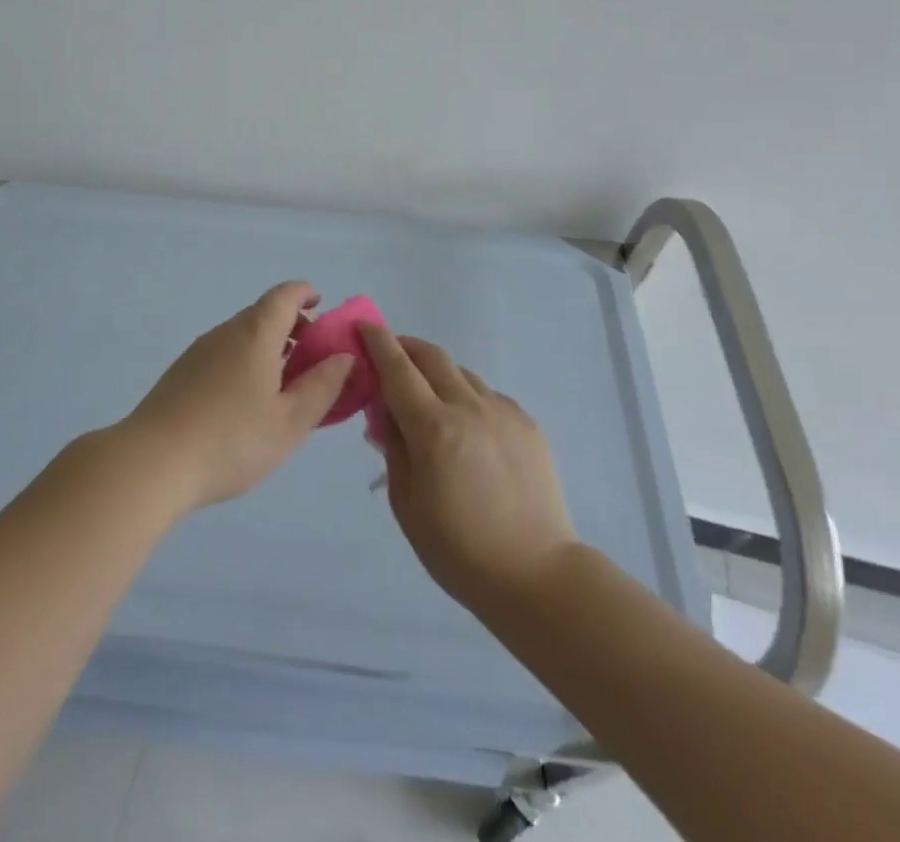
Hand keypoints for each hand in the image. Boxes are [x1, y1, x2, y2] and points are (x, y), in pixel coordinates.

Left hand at [121, 282, 354, 511]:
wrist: (153, 462)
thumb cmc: (232, 440)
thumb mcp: (290, 421)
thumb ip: (322, 386)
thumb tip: (343, 356)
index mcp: (256, 333)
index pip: (285, 295)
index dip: (306, 294)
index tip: (322, 308)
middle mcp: (226, 332)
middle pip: (263, 314)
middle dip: (292, 328)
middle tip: (312, 361)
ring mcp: (199, 351)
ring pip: (242, 336)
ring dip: (268, 348)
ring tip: (283, 388)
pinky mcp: (181, 373)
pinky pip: (223, 354)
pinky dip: (245, 363)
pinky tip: (246, 403)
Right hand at [363, 325, 577, 613]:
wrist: (537, 576)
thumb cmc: (458, 550)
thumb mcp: (406, 503)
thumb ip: (393, 447)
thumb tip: (386, 411)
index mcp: (434, 428)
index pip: (397, 368)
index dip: (377, 341)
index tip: (363, 325)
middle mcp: (469, 407)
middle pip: (432, 356)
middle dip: (406, 346)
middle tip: (390, 355)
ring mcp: (503, 412)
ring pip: (462, 374)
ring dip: (437, 374)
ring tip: (428, 399)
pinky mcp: (527, 423)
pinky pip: (488, 396)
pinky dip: (467, 398)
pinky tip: (466, 429)